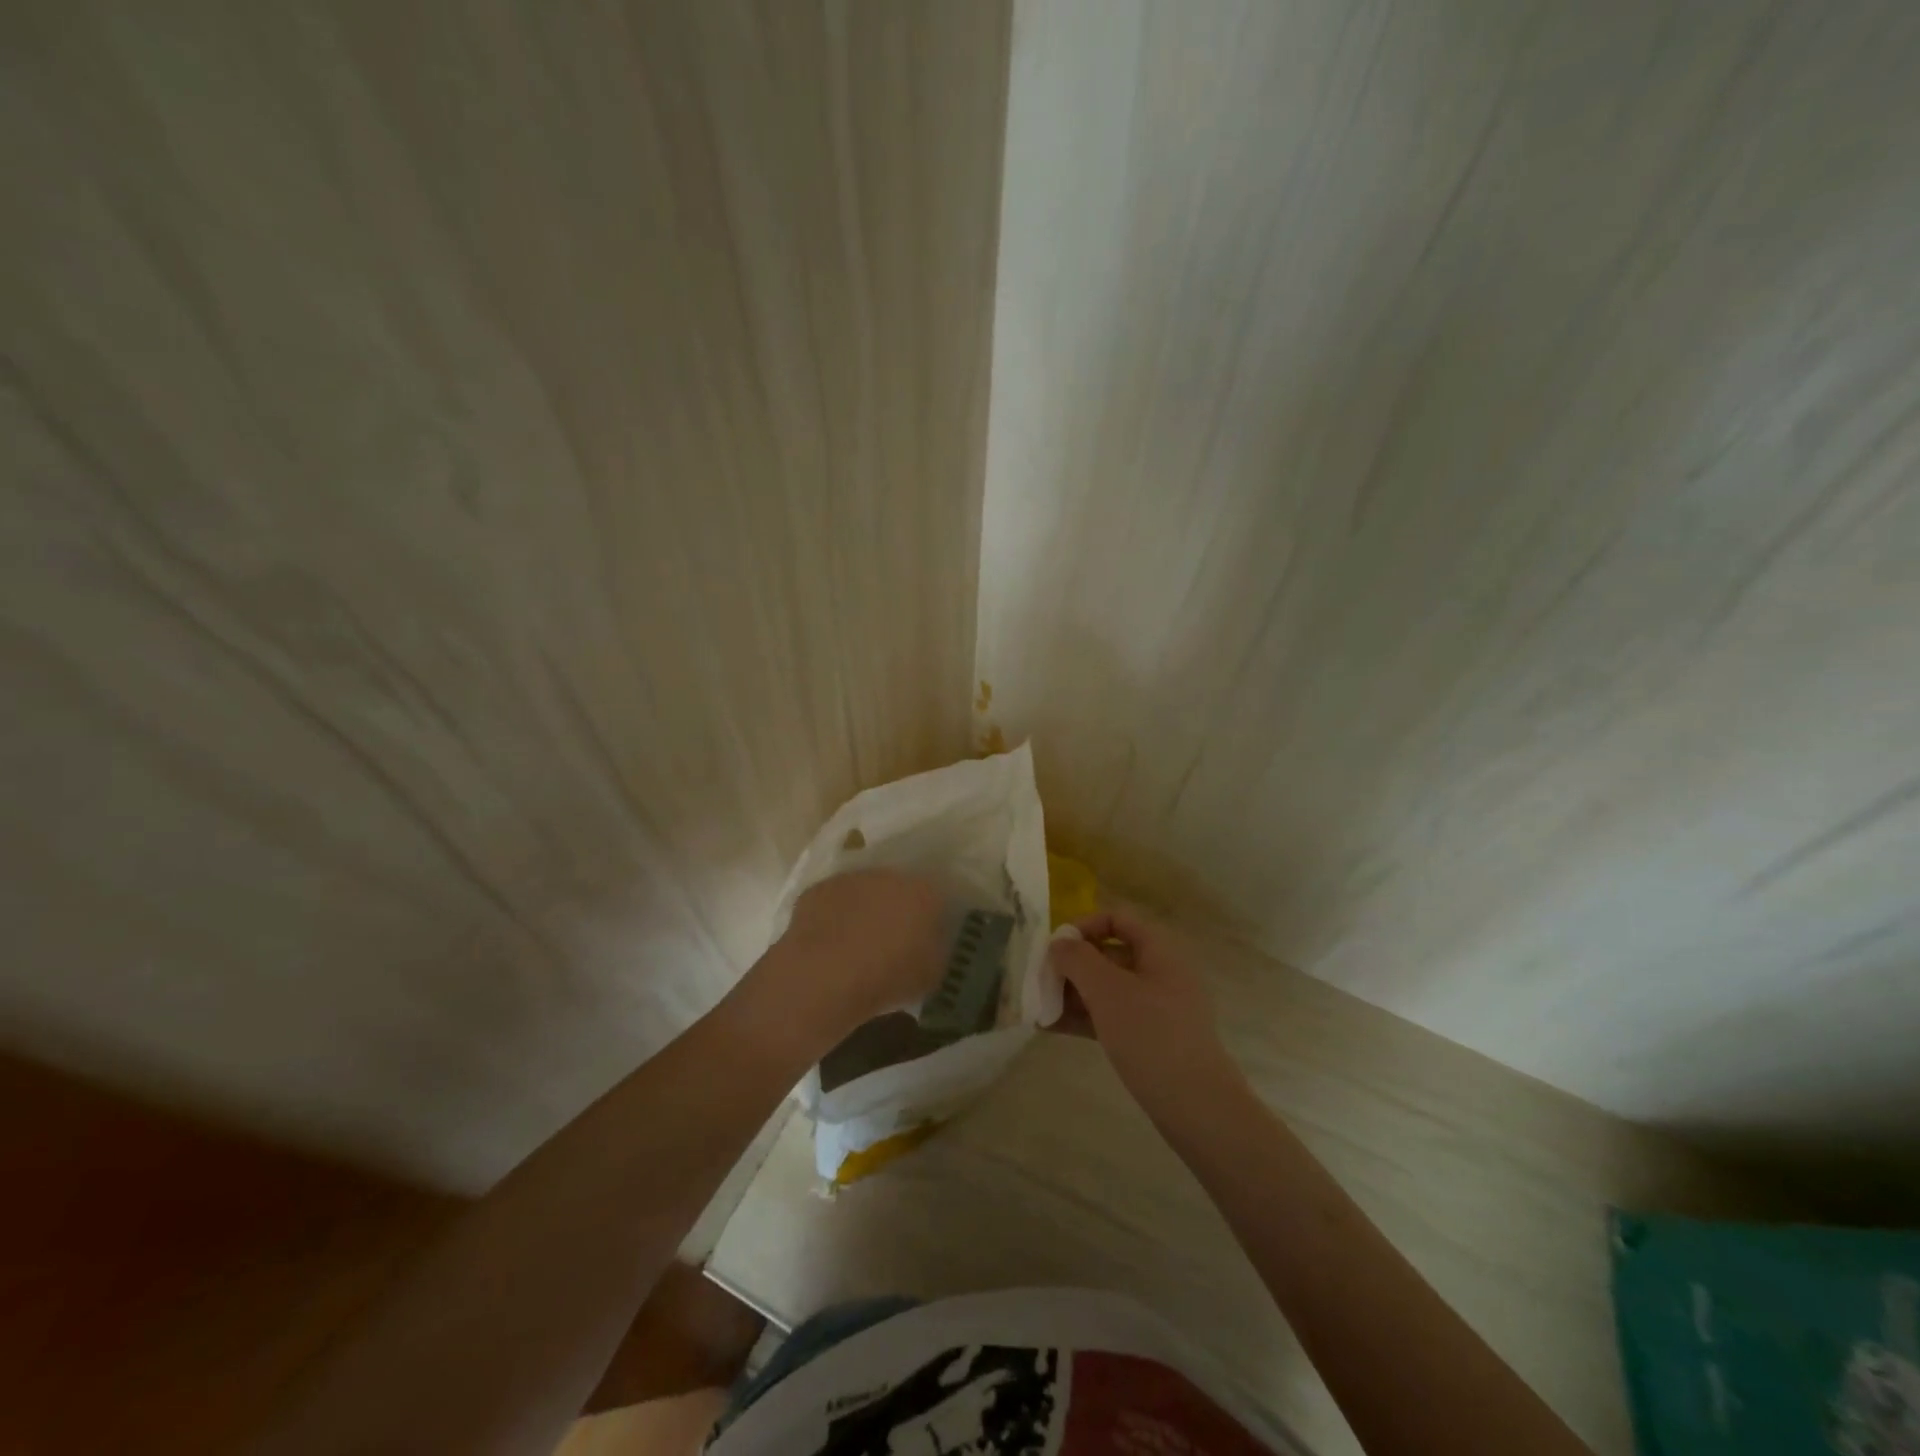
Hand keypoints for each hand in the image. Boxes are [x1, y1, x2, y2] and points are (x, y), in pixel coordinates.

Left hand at [770, 869, 947, 1038]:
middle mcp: (889, 876)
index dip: (931, 918)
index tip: (926, 939)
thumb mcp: (931, 975)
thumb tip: (932, 944)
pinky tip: (830, 944)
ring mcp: (851, 880)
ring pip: (864, 892)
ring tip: (858, 946)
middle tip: (892, 942)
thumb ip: (936, 952)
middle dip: (897, 911)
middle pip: (899, 890)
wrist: (825, 977)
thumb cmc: (888, 978)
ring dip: (864, 911)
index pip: (936, 897)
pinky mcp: (818, 890)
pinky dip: (834, 917)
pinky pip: (834, 902)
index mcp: (924, 893)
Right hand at [1047, 906, 1241, 1117]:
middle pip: (1109, 954)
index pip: (1117, 919)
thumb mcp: (1107, 990)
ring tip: (1038, 1008)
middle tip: (1040, 980)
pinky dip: (1084, 1018)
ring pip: (1107, 988)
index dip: (1083, 926)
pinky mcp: (1151, 1038)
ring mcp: (1157, 1007)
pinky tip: (1051, 1028)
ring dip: (1072, 993)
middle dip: (1072, 965)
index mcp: (1159, 950)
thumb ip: (1078, 959)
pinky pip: (1112, 1016)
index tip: (1055, 948)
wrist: (1197, 1106)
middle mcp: (1160, 972)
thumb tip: (1059, 943)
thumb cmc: (1151, 1035)